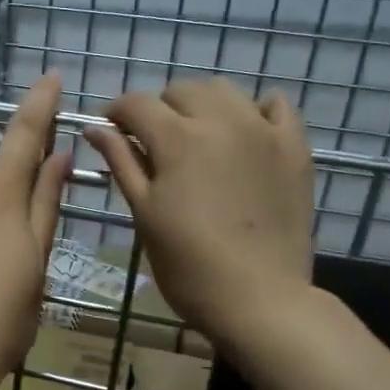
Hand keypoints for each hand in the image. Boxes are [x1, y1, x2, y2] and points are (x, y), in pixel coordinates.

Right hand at [83, 77, 316, 352]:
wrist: (260, 299)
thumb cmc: (188, 266)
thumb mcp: (144, 214)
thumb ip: (122, 163)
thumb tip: (94, 128)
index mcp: (177, 139)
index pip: (136, 104)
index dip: (116, 112)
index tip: (110, 129)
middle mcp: (221, 121)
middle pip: (181, 90)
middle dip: (159, 108)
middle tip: (153, 142)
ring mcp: (264, 130)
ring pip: (225, 91)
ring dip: (202, 104)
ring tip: (196, 136)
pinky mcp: (295, 148)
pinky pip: (276, 105)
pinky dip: (254, 110)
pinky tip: (245, 132)